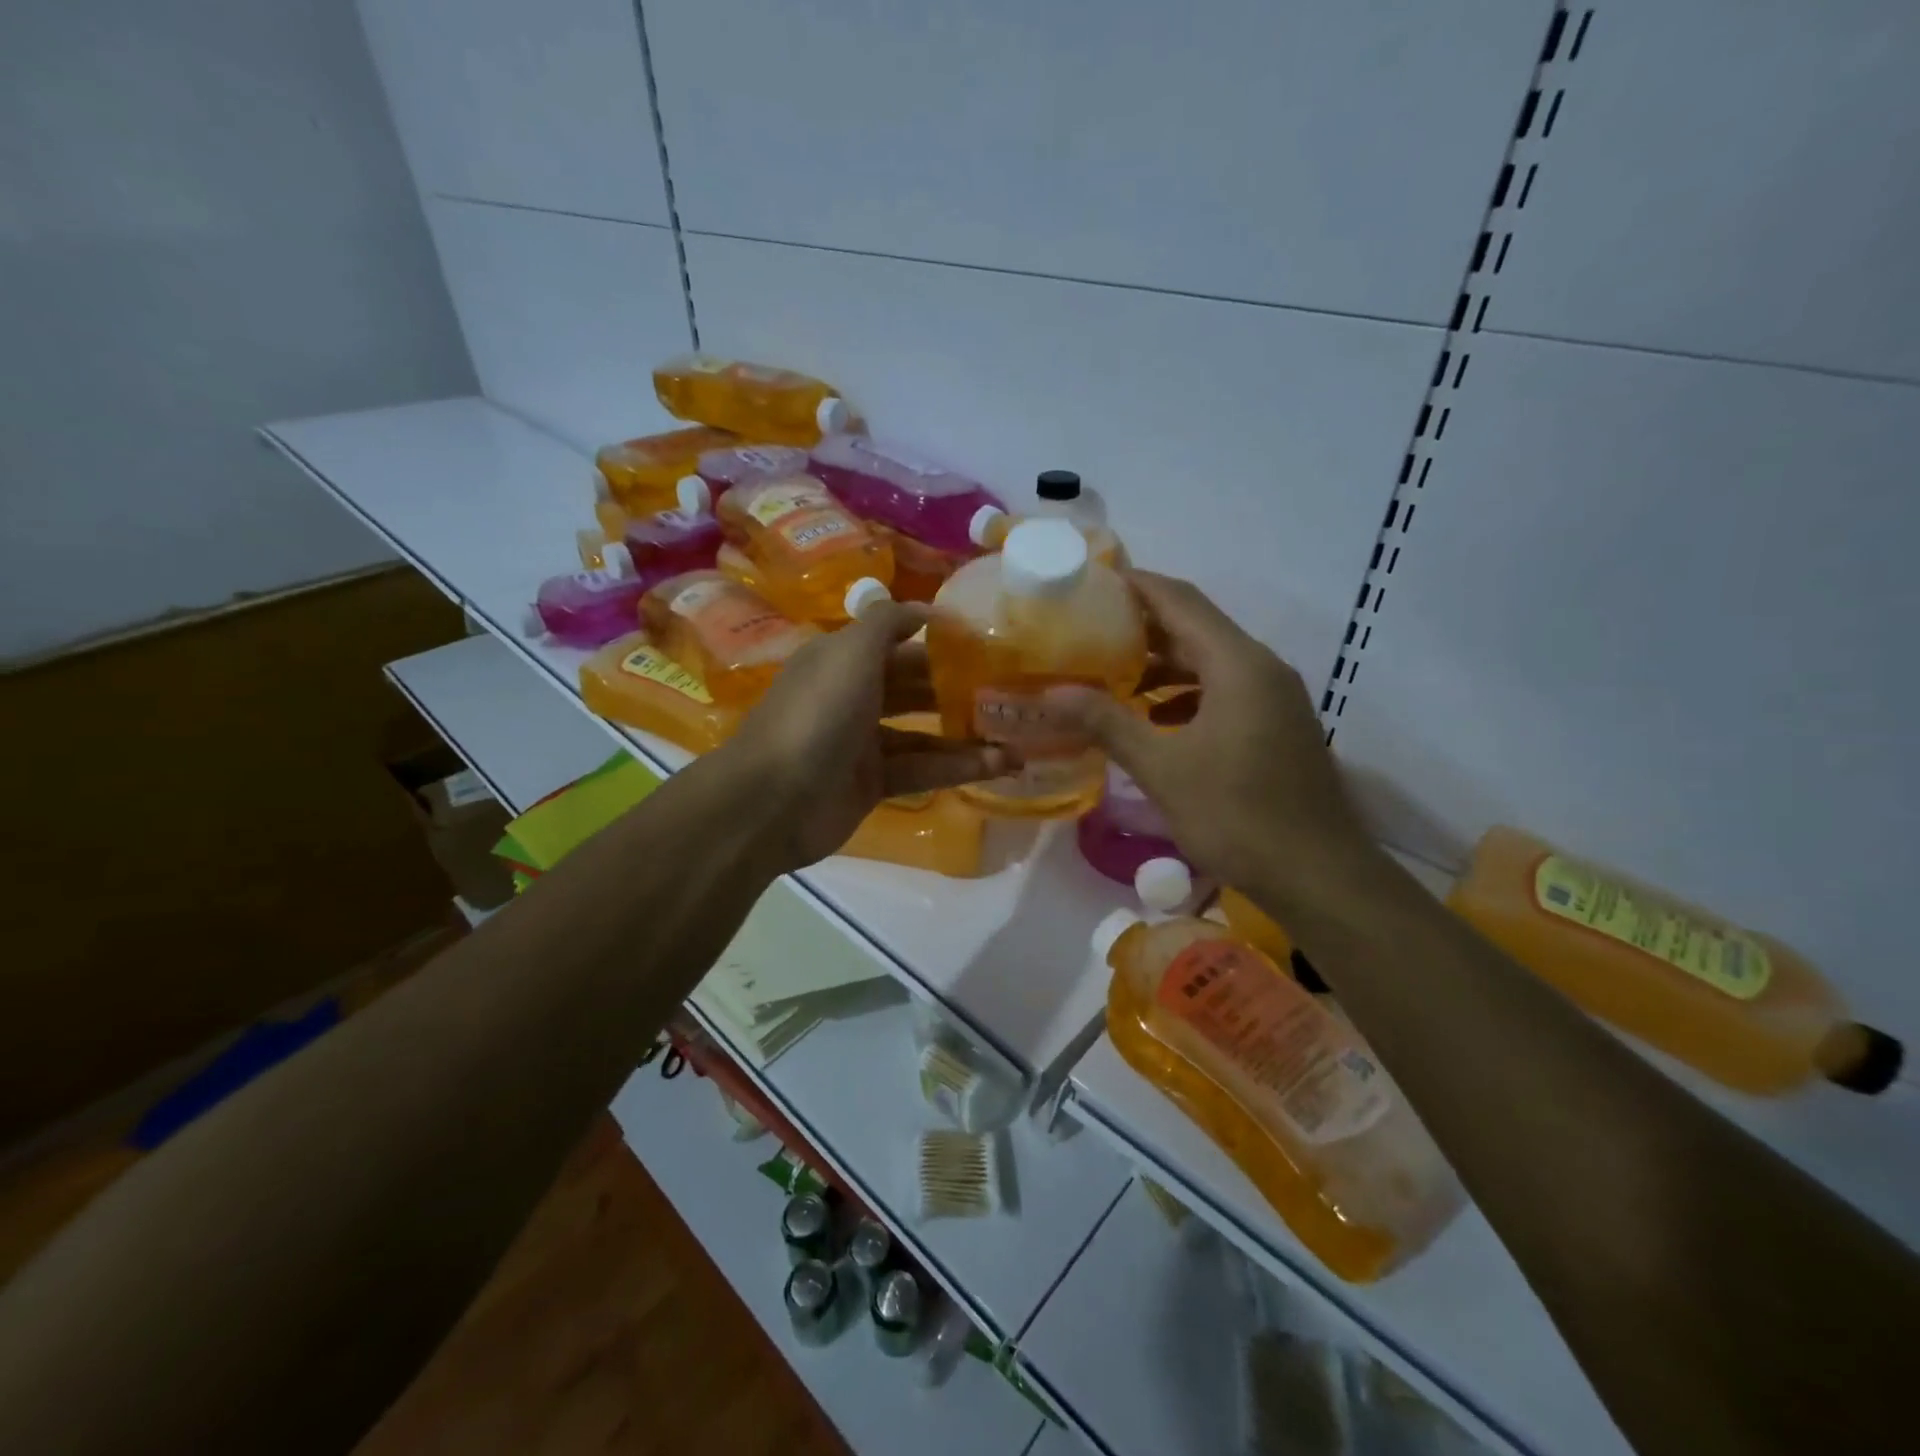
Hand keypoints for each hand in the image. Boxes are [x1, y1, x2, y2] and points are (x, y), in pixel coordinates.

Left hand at [723, 602, 1011, 869]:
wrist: (773, 801)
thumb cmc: (817, 714)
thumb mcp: (850, 652)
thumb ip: (888, 622)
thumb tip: (928, 610)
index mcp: (842, 659)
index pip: (896, 642)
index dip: (937, 640)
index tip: (986, 641)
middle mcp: (852, 696)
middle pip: (913, 686)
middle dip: (957, 688)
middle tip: (1009, 689)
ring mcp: (861, 743)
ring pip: (923, 733)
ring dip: (967, 734)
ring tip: (1018, 735)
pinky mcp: (872, 784)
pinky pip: (922, 769)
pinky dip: (957, 766)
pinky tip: (999, 765)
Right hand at [1048, 571, 1378, 908]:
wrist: (1318, 875)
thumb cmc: (1237, 815)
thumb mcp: (1163, 768)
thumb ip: (1108, 723)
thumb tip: (1053, 692)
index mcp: (1238, 664)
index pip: (1180, 601)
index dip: (1136, 585)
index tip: (1091, 581)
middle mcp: (1262, 669)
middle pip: (1196, 628)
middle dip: (1141, 627)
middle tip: (1086, 631)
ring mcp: (1274, 698)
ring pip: (1210, 663)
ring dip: (1161, 665)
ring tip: (1109, 674)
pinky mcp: (1276, 726)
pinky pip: (1224, 692)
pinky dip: (1184, 694)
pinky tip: (1151, 718)